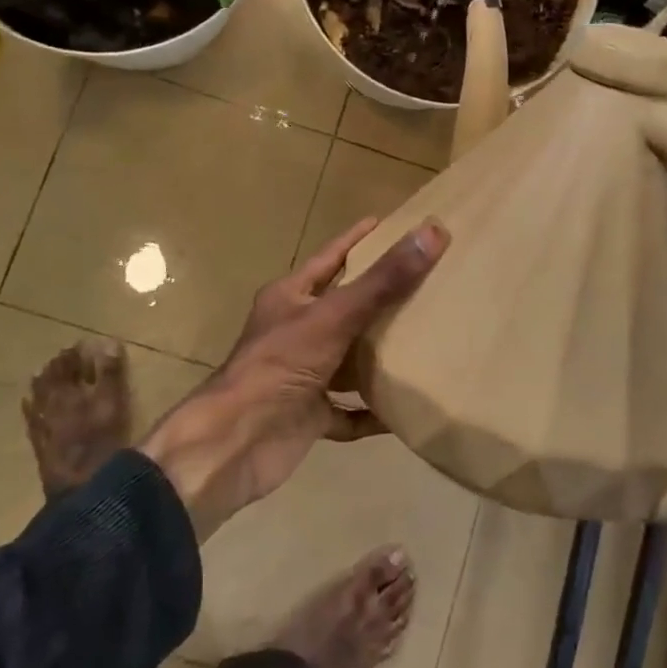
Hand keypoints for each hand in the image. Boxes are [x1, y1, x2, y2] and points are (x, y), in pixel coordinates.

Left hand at [138, 218, 449, 538]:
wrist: (235, 443)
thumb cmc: (279, 366)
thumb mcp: (334, 316)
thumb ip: (383, 280)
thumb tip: (432, 232)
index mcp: (291, 298)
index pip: (330, 258)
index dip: (359, 240)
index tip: (392, 224)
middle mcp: (295, 332)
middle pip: (344, 308)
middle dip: (380, 298)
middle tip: (427, 282)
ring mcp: (303, 375)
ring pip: (349, 358)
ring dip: (380, 355)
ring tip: (425, 341)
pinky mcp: (310, 416)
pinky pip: (350, 411)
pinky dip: (374, 411)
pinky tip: (405, 408)